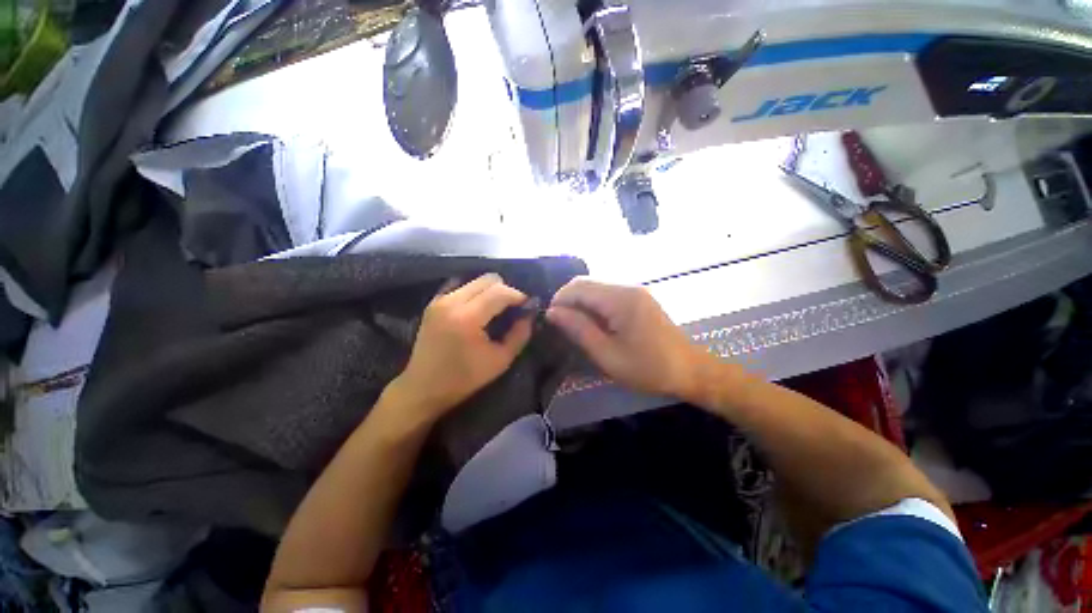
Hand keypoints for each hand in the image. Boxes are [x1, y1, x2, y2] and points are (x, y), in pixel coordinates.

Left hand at [393, 274, 533, 421]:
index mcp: (467, 318)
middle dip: (505, 290)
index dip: (518, 296)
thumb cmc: (464, 378)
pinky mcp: (433, 302)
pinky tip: (478, 307)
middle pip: (488, 279)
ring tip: (496, 308)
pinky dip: (474, 291)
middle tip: (513, 307)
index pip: (500, 292)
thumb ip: (519, 334)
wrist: (423, 388)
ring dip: (490, 290)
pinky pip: (460, 285)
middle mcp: (451, 302)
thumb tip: (529, 314)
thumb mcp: (500, 360)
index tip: (528, 305)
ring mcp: (440, 300)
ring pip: (475, 280)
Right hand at [546, 278, 708, 399]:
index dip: (559, 300)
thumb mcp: (607, 354)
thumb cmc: (648, 368)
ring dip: (580, 303)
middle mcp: (627, 287)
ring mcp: (634, 291)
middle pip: (586, 283)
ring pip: (595, 287)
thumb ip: (579, 329)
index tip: (550, 321)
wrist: (690, 370)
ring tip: (574, 326)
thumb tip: (552, 312)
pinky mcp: (638, 298)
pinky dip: (593, 305)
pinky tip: (593, 323)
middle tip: (560, 325)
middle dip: (568, 300)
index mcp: (620, 298)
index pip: (578, 287)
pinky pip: (607, 294)